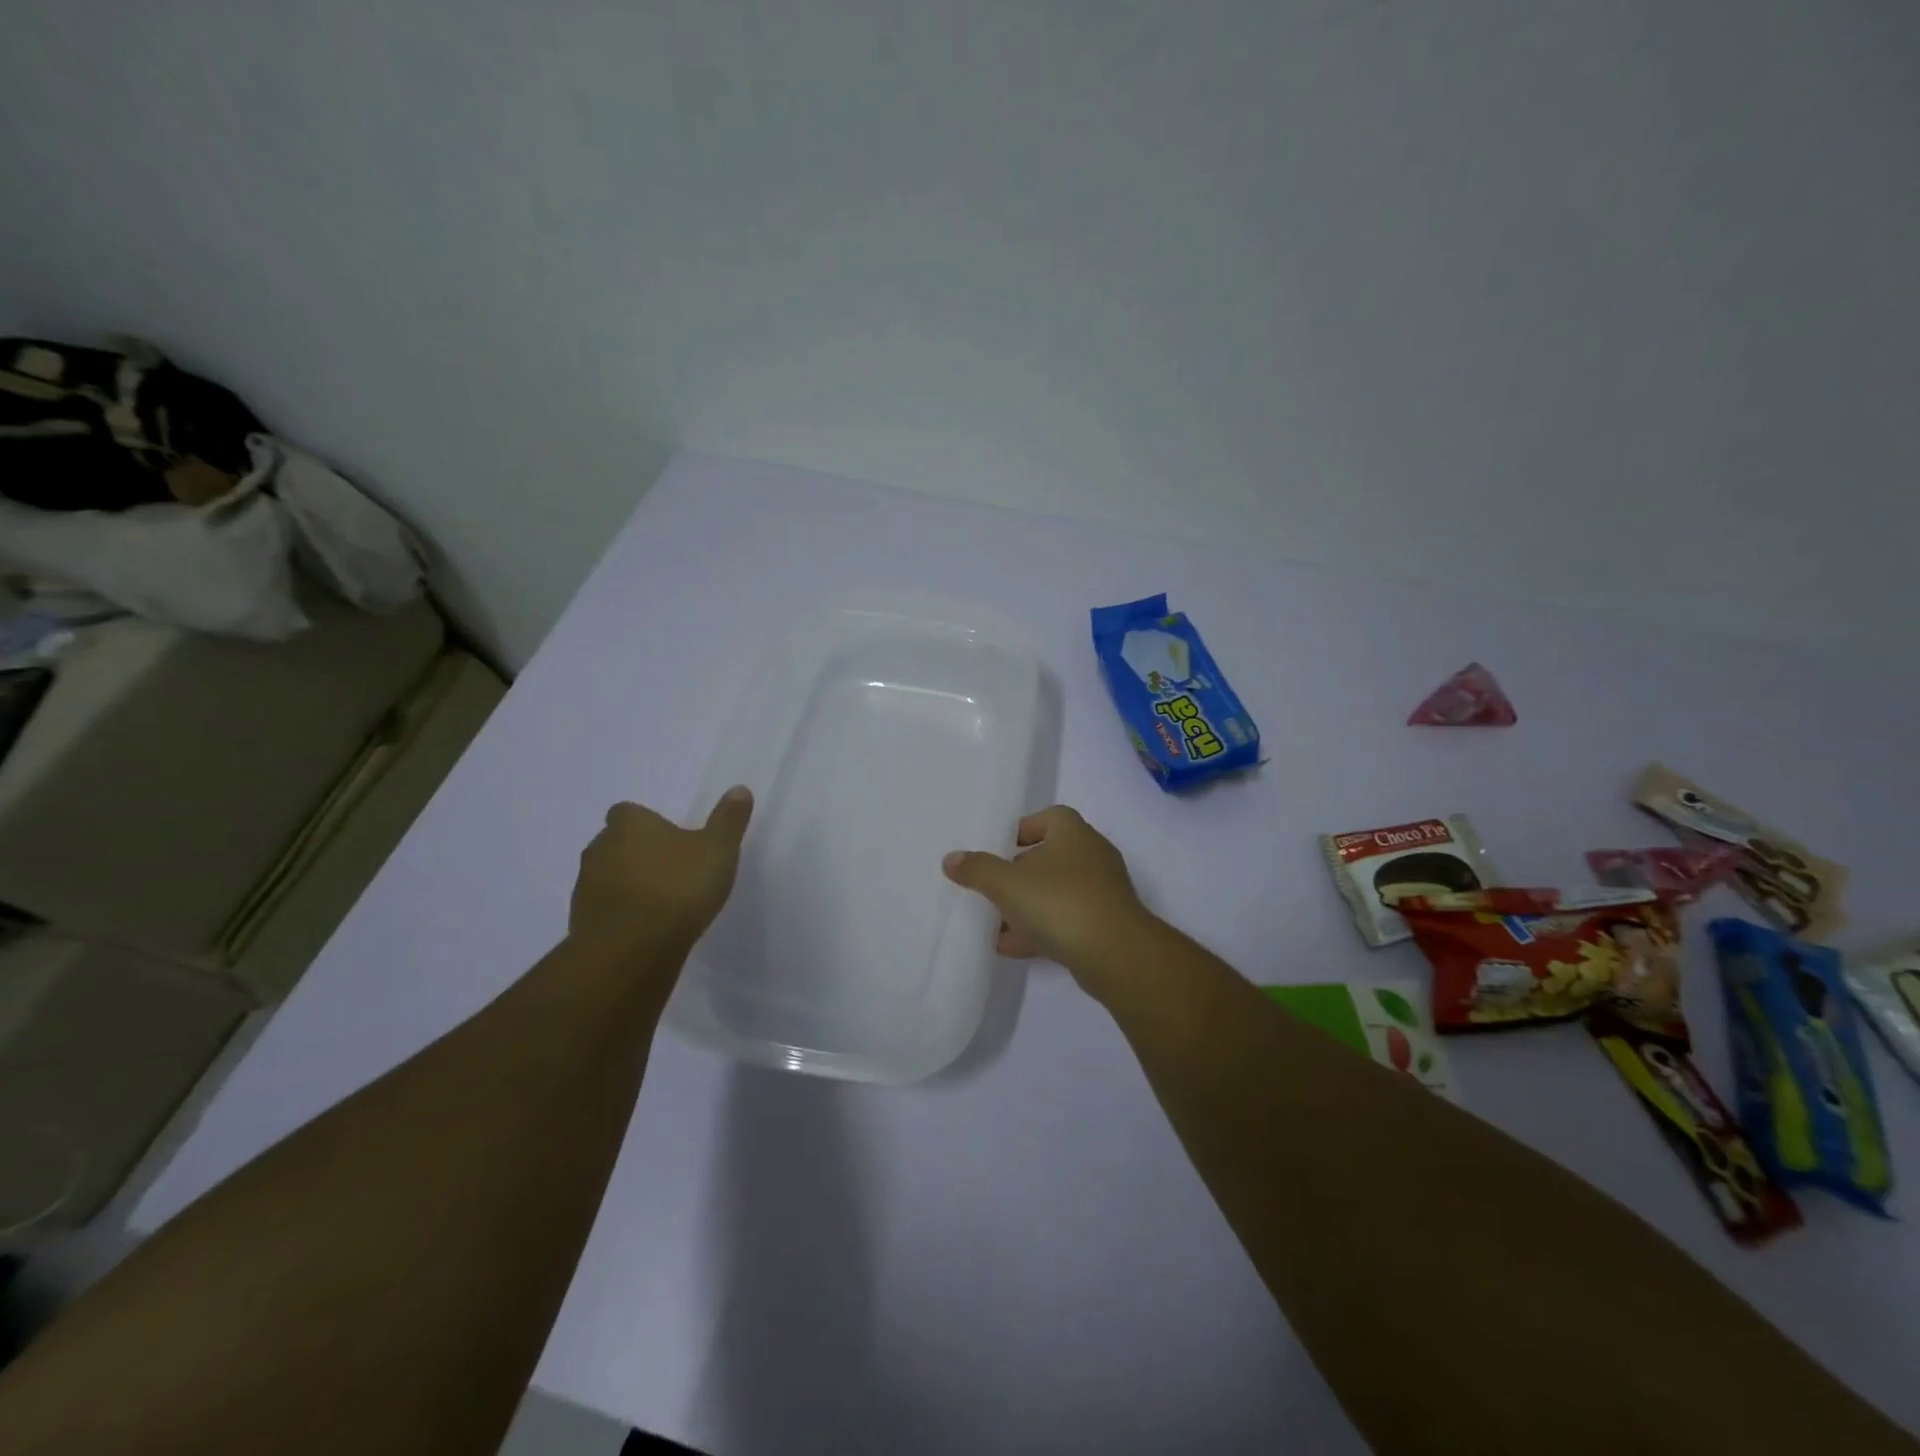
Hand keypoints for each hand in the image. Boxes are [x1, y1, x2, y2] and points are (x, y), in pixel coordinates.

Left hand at [570, 787, 752, 952]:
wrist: (631, 949)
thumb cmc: (677, 887)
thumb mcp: (718, 849)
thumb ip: (728, 819)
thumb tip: (739, 789)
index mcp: (629, 824)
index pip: (629, 812)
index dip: (648, 824)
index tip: (671, 839)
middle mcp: (599, 848)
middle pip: (616, 843)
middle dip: (638, 853)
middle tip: (671, 870)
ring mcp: (585, 886)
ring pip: (608, 877)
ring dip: (628, 885)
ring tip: (661, 903)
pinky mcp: (580, 922)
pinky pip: (603, 910)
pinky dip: (621, 915)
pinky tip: (646, 929)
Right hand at [942, 805, 1155, 981]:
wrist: (1114, 953)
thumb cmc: (1059, 902)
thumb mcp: (1006, 883)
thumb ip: (977, 869)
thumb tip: (951, 858)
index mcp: (1073, 832)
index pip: (1048, 817)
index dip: (1022, 829)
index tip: (999, 848)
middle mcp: (1092, 855)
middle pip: (1050, 856)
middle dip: (1019, 873)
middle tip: (992, 886)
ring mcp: (1102, 891)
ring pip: (1056, 892)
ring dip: (1027, 906)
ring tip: (994, 922)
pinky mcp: (1105, 924)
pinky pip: (1066, 920)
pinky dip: (1041, 930)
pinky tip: (1011, 946)